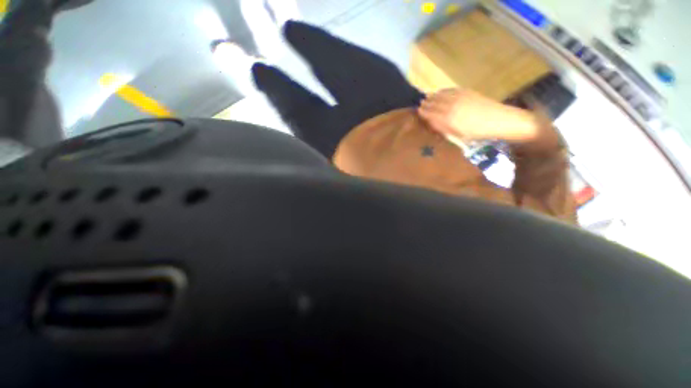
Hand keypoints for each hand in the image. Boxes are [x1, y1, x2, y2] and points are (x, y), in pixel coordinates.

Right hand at [418, 89, 546, 144]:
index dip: (424, 112)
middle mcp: (450, 107)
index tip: (418, 111)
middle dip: (427, 103)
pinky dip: (443, 91)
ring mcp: (459, 98)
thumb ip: (443, 128)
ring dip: (433, 96)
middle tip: (421, 103)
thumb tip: (432, 122)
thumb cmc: (477, 133)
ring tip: (428, 97)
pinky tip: (440, 91)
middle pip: (434, 103)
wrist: (499, 120)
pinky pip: (450, 90)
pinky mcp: (466, 92)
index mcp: (447, 119)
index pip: (431, 114)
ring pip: (441, 95)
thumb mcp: (457, 135)